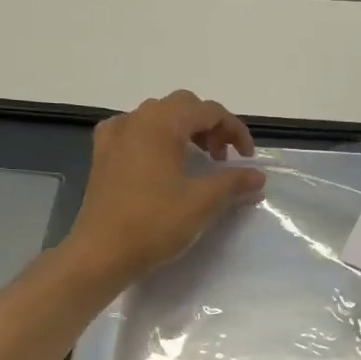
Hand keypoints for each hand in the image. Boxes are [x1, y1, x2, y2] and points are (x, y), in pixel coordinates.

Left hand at [69, 91, 265, 275]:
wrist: (101, 253)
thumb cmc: (155, 223)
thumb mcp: (203, 202)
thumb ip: (234, 182)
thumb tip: (258, 176)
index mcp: (162, 124)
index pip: (209, 111)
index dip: (235, 130)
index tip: (247, 159)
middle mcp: (137, 120)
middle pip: (183, 106)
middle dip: (210, 127)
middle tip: (222, 158)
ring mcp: (115, 136)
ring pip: (158, 116)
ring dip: (184, 130)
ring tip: (197, 161)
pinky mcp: (103, 155)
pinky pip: (134, 130)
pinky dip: (155, 137)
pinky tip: (159, 159)